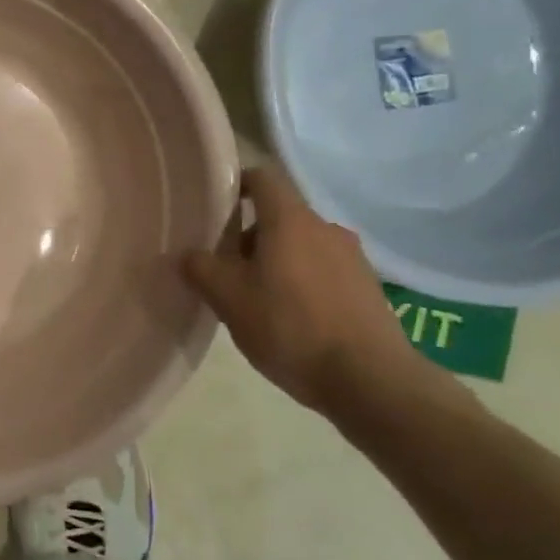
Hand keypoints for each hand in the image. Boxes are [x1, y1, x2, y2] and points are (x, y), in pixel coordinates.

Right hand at [184, 167, 431, 413]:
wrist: (371, 381)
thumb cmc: (290, 328)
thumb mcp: (229, 299)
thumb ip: (201, 269)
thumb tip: (188, 254)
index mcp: (290, 221)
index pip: (262, 178)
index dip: (236, 185)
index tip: (215, 207)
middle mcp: (325, 228)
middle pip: (279, 216)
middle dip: (250, 236)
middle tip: (226, 269)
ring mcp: (352, 258)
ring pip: (302, 245)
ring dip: (276, 261)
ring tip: (257, 299)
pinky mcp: (368, 288)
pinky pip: (324, 270)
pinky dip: (302, 282)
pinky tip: (292, 319)